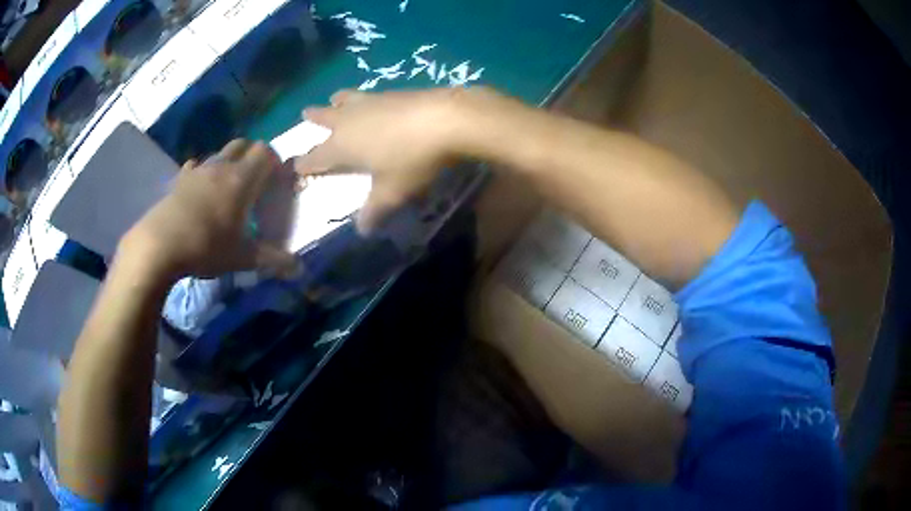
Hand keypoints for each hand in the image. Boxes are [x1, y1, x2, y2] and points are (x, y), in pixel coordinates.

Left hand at [120, 140, 297, 281]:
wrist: (159, 246)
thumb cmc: (205, 247)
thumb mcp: (242, 258)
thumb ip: (272, 260)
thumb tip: (299, 270)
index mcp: (241, 179)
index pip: (265, 151)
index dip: (274, 161)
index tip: (275, 180)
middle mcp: (221, 166)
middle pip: (242, 144)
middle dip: (252, 156)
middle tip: (254, 181)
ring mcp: (197, 171)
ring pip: (219, 154)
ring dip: (227, 163)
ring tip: (226, 189)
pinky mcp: (179, 180)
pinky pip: (195, 167)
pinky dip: (202, 173)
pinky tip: (200, 192)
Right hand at [295, 88, 469, 232]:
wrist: (446, 119)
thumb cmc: (412, 159)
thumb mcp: (392, 192)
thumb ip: (374, 211)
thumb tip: (362, 231)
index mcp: (342, 146)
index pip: (315, 157)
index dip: (304, 163)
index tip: (295, 165)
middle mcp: (349, 120)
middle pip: (324, 118)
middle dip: (313, 118)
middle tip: (305, 113)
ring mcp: (371, 101)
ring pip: (346, 99)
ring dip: (337, 101)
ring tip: (335, 99)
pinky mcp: (393, 91)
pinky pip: (369, 94)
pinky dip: (363, 97)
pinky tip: (375, 100)